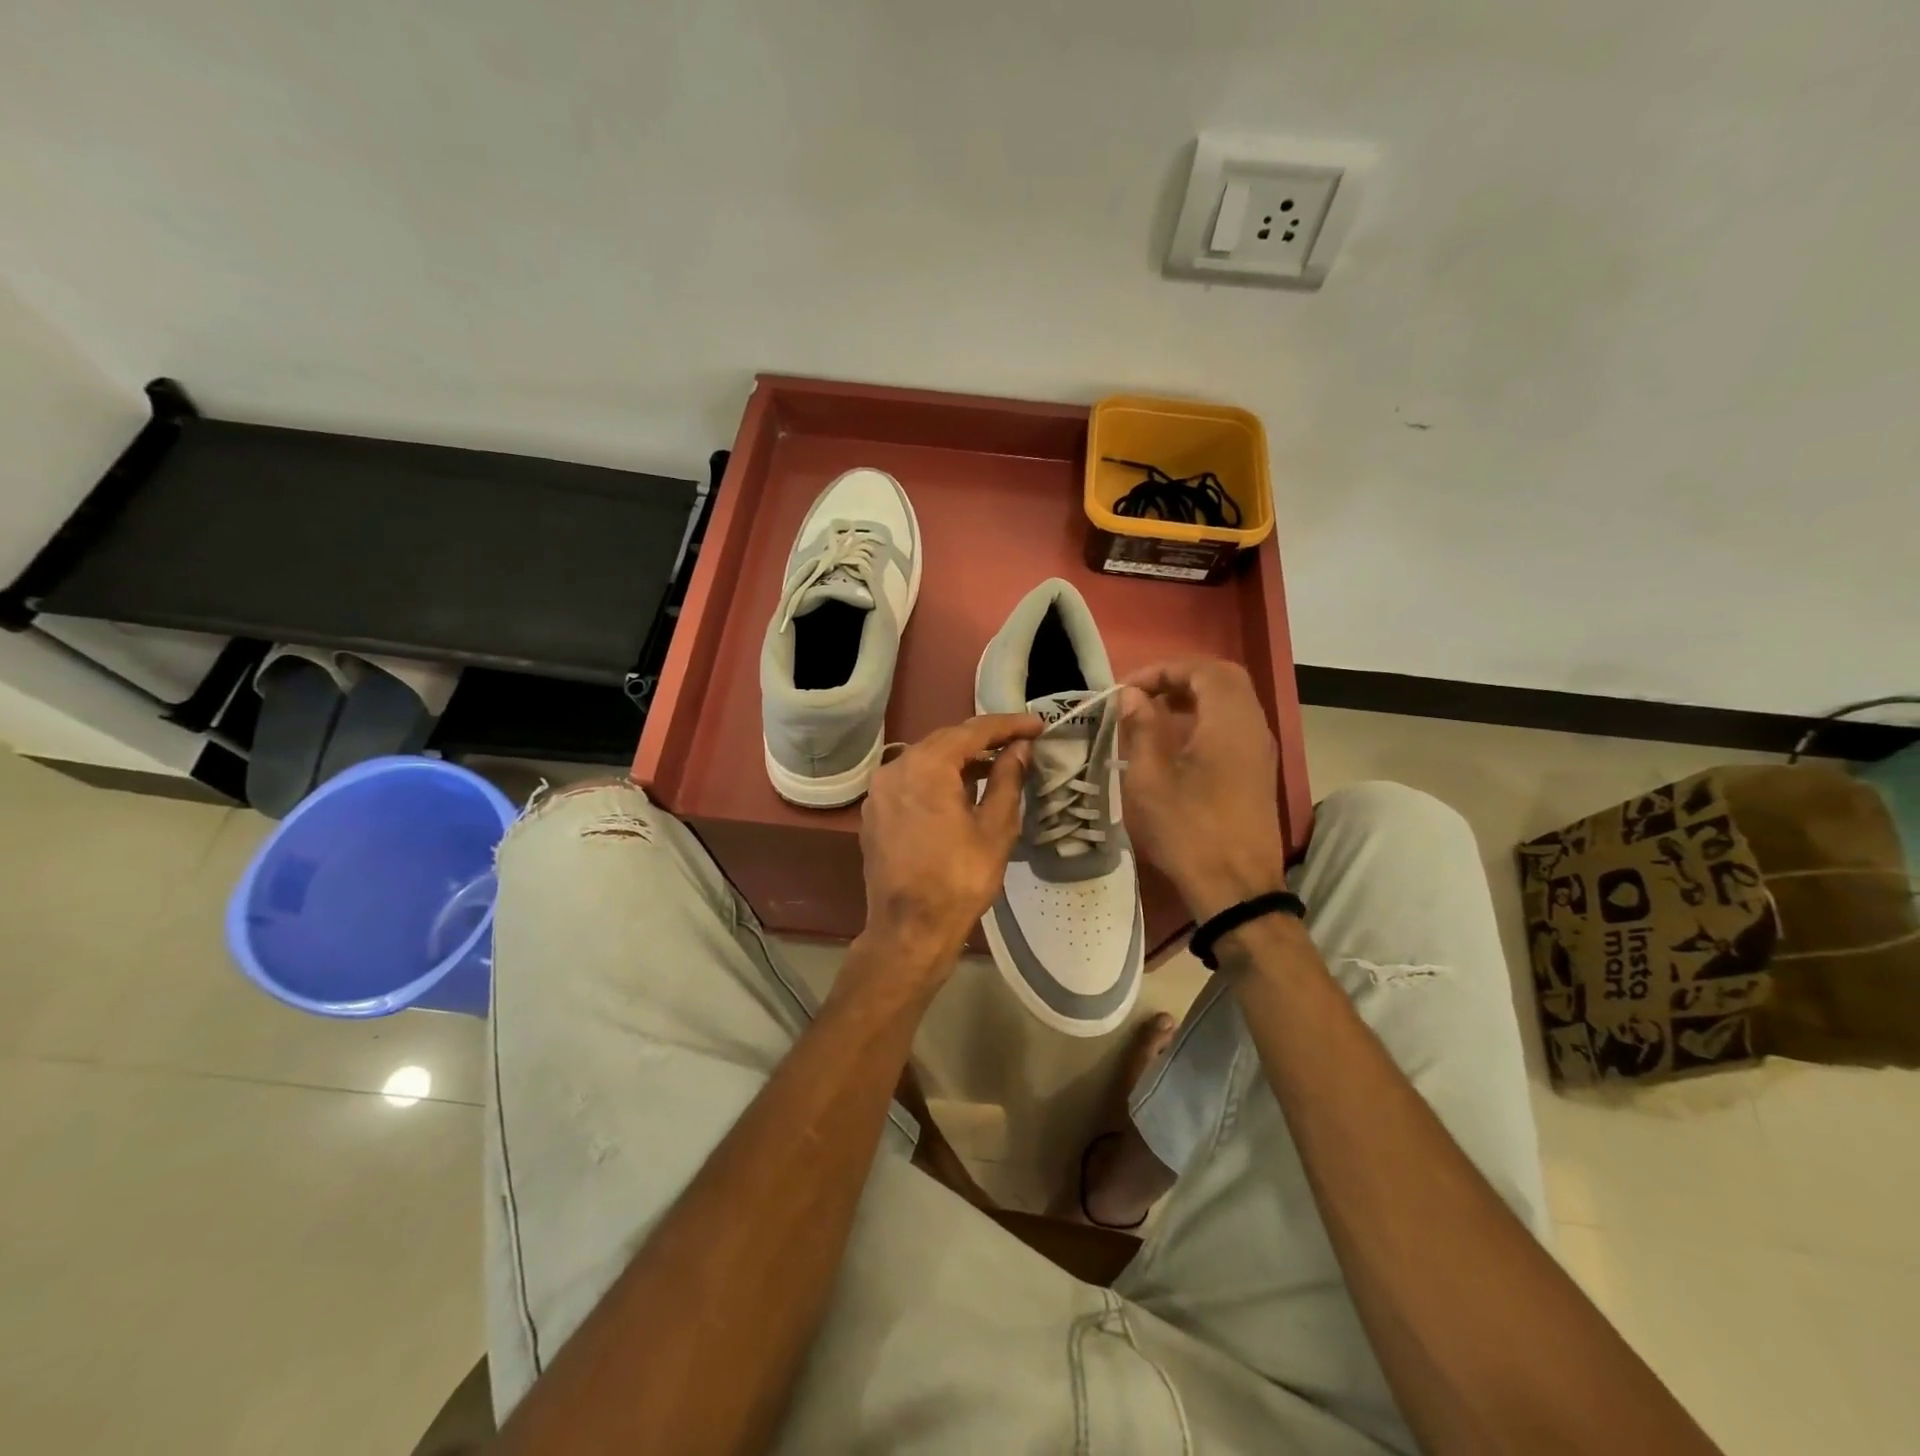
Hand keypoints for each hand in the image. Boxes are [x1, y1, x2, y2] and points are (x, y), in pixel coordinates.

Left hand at [853, 713, 1041, 982]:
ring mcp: (879, 791)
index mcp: (926, 766)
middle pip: (945, 741)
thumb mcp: (995, 828)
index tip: (1038, 725)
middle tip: (1019, 743)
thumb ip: (1007, 779)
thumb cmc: (959, 880)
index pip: (973, 731)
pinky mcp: (875, 813)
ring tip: (996, 766)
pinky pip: (910, 782)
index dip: (1008, 725)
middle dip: (983, 740)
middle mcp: (895, 768)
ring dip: (960, 760)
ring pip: (926, 761)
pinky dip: (937, 779)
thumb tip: (1018, 749)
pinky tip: (961, 792)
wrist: (909, 930)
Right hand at [1120, 659, 1288, 920]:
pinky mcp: (1259, 770)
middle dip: (1180, 677)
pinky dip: (1206, 717)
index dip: (1163, 670)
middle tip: (1144, 693)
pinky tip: (1176, 740)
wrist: (1237, 888)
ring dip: (1193, 696)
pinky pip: (1235, 724)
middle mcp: (1253, 727)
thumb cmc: (1189, 831)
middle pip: (1223, 678)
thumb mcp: (1150, 780)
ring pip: (1232, 700)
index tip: (1128, 689)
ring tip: (1154, 712)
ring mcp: (1260, 749)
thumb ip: (1141, 729)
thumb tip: (1134, 697)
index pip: (1202, 670)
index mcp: (1229, 722)